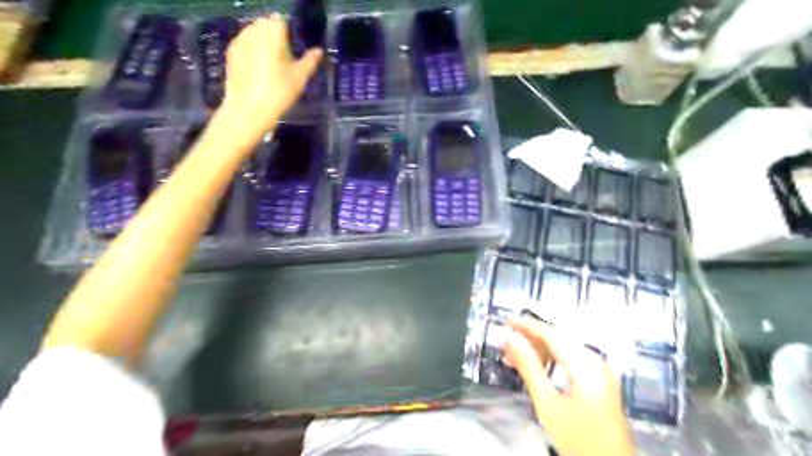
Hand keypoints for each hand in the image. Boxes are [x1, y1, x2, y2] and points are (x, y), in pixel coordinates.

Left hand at [222, 11, 326, 131]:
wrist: (249, 109)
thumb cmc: (279, 92)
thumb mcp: (300, 78)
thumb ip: (310, 61)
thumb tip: (319, 51)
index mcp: (273, 31)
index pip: (280, 21)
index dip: (287, 32)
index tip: (293, 46)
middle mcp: (254, 30)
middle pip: (265, 25)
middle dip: (274, 36)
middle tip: (284, 57)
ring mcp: (240, 40)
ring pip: (253, 34)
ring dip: (262, 43)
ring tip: (271, 64)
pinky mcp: (231, 53)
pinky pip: (244, 45)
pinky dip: (251, 51)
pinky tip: (258, 69)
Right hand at [506, 316, 632, 455]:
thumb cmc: (578, 440)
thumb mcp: (547, 404)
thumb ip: (529, 367)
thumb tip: (511, 338)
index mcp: (587, 366)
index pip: (552, 334)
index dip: (528, 326)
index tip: (506, 322)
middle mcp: (597, 362)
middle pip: (559, 339)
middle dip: (531, 339)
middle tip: (506, 345)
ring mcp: (601, 371)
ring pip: (565, 349)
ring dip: (539, 351)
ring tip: (514, 358)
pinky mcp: (601, 381)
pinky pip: (572, 360)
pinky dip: (552, 360)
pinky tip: (535, 368)